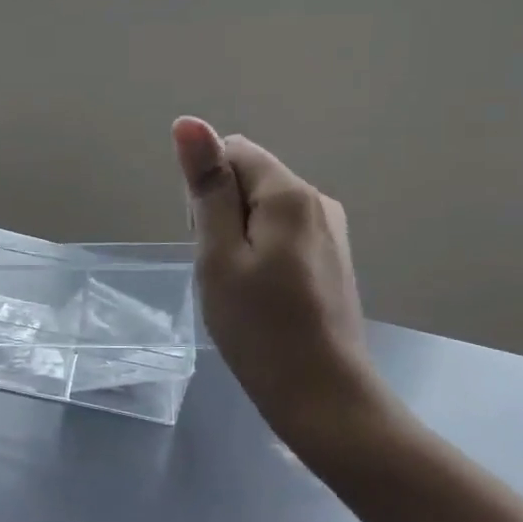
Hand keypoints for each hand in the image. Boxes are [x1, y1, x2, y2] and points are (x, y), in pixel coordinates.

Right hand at [173, 117, 401, 463]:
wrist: (323, 398)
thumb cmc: (260, 328)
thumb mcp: (218, 255)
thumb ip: (207, 187)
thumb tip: (189, 123)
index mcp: (291, 194)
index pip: (232, 152)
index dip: (206, 189)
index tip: (205, 238)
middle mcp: (318, 201)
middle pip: (249, 178)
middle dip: (222, 212)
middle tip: (220, 269)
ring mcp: (331, 231)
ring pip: (263, 208)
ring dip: (238, 236)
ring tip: (239, 287)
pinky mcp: (332, 258)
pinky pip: (282, 233)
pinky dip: (260, 253)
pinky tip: (261, 295)